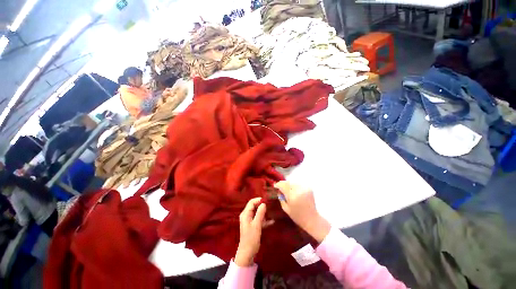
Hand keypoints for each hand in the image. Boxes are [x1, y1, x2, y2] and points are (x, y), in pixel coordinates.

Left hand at [234, 198, 273, 266]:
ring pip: (258, 213)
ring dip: (264, 212)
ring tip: (273, 212)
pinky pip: (259, 219)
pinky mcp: (253, 226)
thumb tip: (264, 203)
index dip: (259, 200)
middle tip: (271, 205)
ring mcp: (250, 221)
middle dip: (262, 205)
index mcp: (245, 214)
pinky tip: (272, 221)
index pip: (251, 202)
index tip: (267, 200)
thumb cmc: (251, 238)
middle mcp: (247, 215)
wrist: (247, 253)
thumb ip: (260, 213)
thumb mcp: (256, 225)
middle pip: (255, 206)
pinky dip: (265, 219)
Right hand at [274, 181, 330, 242]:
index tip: (275, 186)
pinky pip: (298, 184)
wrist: (312, 219)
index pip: (283, 185)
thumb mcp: (286, 208)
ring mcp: (304, 188)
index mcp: (292, 196)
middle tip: (280, 187)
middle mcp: (299, 190)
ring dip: (289, 184)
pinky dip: (295, 186)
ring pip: (293, 182)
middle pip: (288, 182)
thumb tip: (278, 190)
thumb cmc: (297, 216)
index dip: (278, 184)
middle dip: (283, 184)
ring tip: (287, 189)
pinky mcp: (309, 188)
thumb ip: (281, 198)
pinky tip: (293, 190)